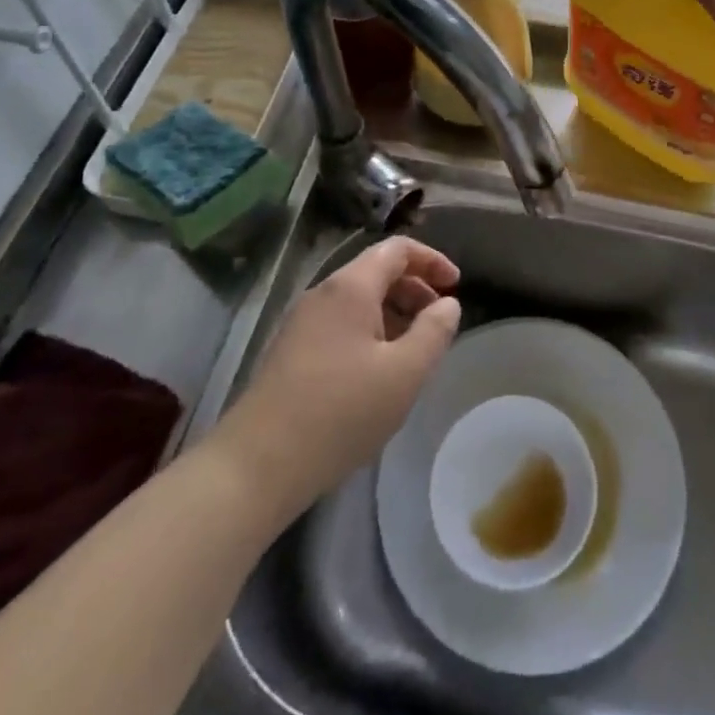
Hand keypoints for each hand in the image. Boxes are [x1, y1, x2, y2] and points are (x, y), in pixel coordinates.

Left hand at [220, 237, 460, 513]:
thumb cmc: (340, 412)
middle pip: (377, 272)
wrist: (257, 465)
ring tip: (415, 351)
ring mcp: (302, 323)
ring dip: (394, 314)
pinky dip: (371, 332)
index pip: (397, 249)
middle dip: (415, 289)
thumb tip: (448, 305)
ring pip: (358, 301)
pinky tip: (379, 373)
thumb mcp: (404, 373)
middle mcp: (323, 293)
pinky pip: (341, 325)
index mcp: (350, 286)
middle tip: (439, 322)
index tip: (456, 286)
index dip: (432, 260)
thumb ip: (434, 332)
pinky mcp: (291, 352)